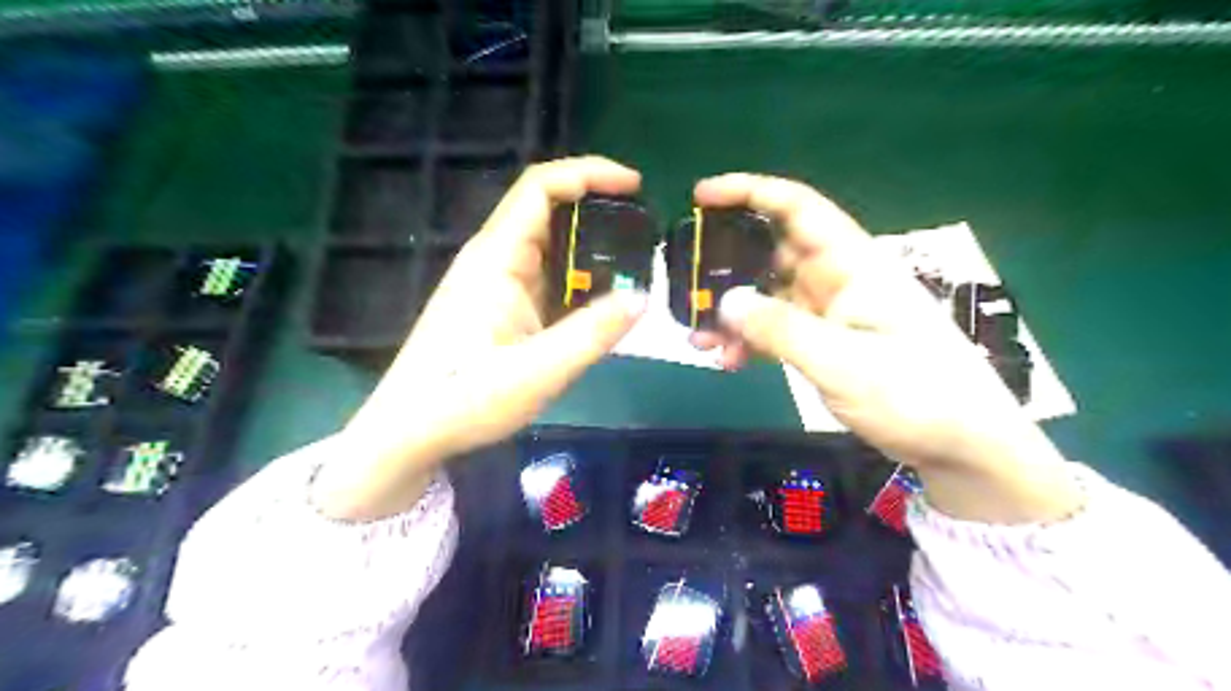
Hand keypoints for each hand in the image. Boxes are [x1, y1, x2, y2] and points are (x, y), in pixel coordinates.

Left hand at [313, 156, 647, 516]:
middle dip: (598, 210)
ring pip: (549, 247)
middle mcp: (494, 260)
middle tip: (644, 232)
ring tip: (635, 265)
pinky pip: (545, 278)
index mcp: (496, 259)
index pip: (541, 188)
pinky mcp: (499, 307)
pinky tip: (602, 301)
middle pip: (548, 211)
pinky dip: (578, 280)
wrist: (410, 433)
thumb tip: (642, 298)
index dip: (589, 173)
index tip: (634, 186)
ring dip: (590, 249)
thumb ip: (592, 334)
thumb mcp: (538, 372)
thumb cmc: (465, 401)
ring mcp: (495, 284)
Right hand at [688, 172, 1079, 523]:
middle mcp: (838, 279)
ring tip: (700, 340)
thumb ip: (779, 329)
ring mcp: (831, 312)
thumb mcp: (841, 362)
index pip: (797, 207)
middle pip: (773, 251)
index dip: (749, 192)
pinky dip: (750, 340)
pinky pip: (777, 328)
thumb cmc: (914, 395)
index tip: (701, 197)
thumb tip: (725, 301)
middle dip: (728, 265)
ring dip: (733, 313)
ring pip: (769, 295)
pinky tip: (727, 361)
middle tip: (687, 285)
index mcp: (852, 265)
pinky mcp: (827, 341)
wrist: (961, 446)